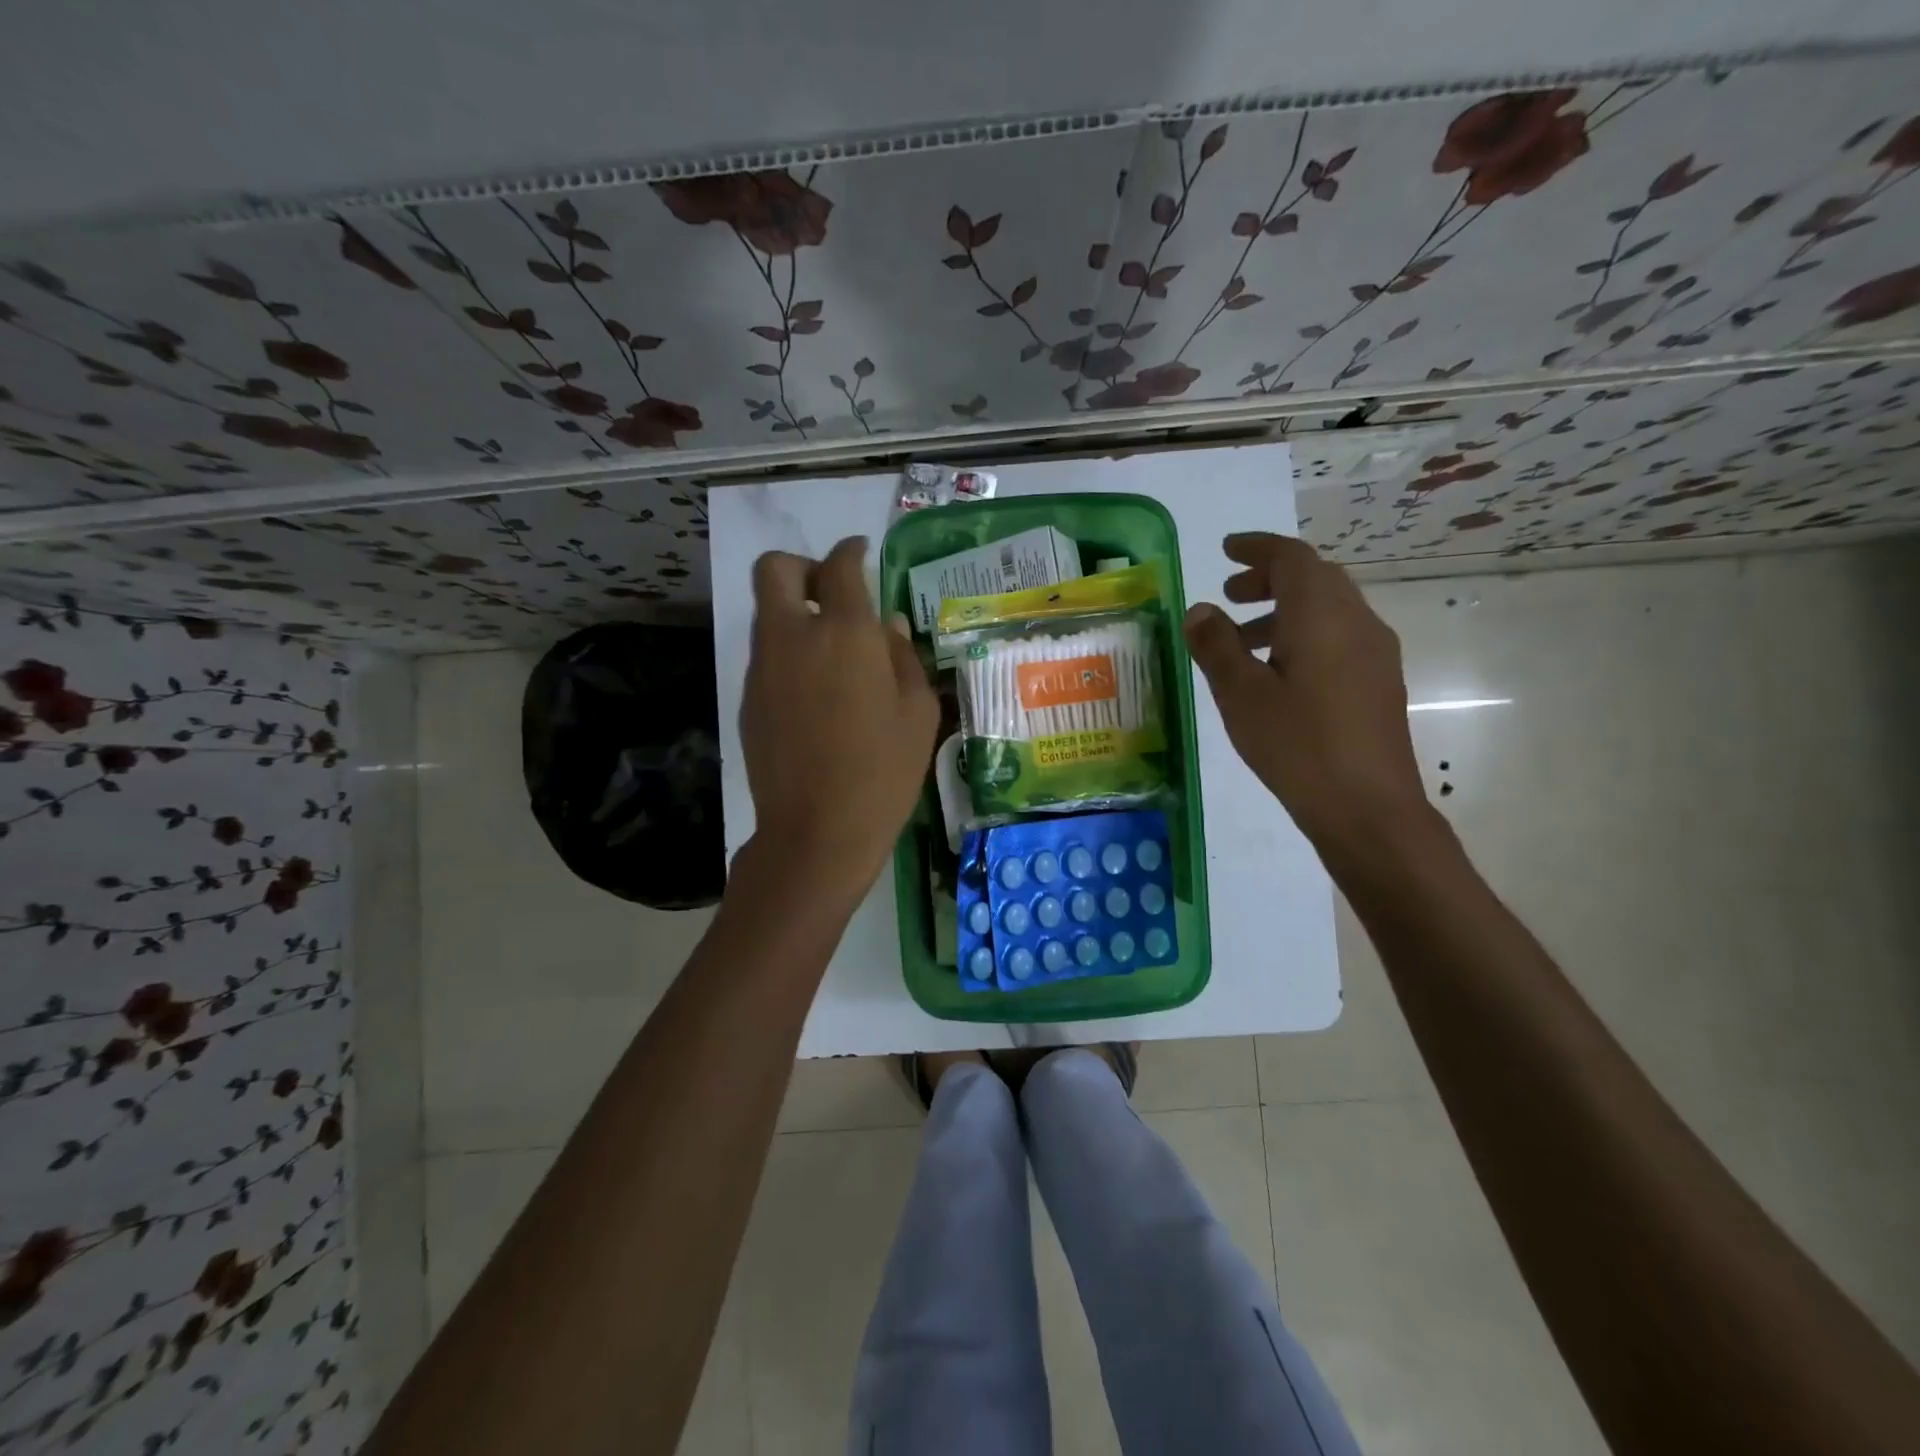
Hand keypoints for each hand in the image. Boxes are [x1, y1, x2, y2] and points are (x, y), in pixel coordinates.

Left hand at [739, 537, 939, 898]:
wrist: (817, 831)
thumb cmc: (883, 772)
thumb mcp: (917, 713)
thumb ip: (904, 658)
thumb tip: (888, 626)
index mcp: (844, 633)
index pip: (839, 566)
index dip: (850, 551)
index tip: (860, 553)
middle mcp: (794, 637)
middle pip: (776, 570)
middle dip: (803, 567)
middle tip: (832, 593)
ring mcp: (763, 668)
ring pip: (768, 614)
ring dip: (796, 613)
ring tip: (832, 652)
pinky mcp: (748, 699)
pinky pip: (766, 655)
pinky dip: (788, 653)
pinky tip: (816, 693)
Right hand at [1183, 533, 1429, 852]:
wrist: (1367, 808)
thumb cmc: (1297, 745)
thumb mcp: (1240, 694)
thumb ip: (1217, 646)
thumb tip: (1200, 610)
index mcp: (1322, 615)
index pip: (1292, 558)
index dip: (1257, 548)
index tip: (1226, 551)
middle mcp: (1357, 621)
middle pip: (1315, 579)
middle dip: (1270, 579)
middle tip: (1229, 595)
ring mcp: (1375, 653)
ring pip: (1328, 610)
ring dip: (1285, 611)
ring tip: (1244, 642)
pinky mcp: (1379, 682)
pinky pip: (1339, 636)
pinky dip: (1304, 635)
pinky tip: (1278, 674)